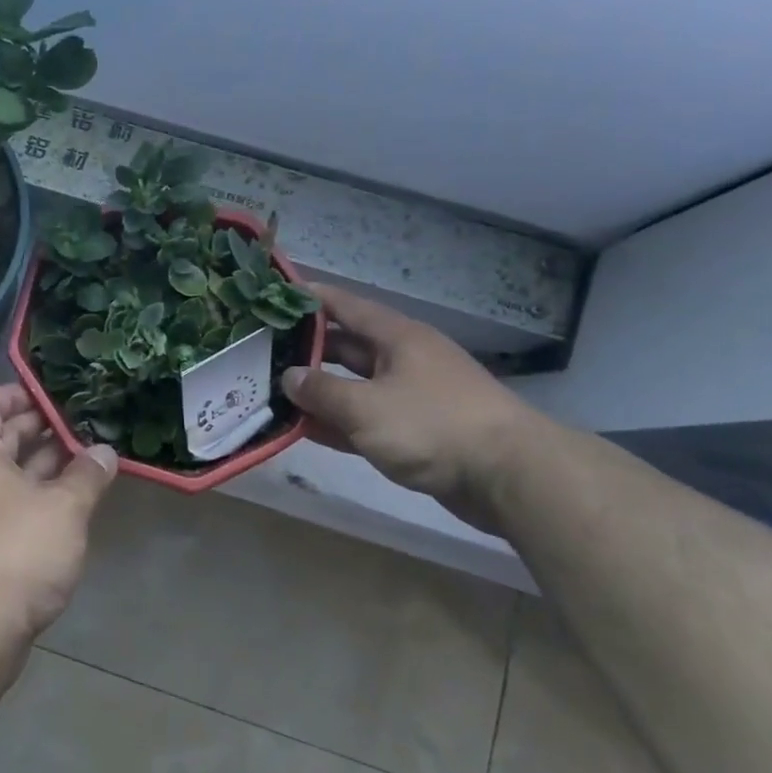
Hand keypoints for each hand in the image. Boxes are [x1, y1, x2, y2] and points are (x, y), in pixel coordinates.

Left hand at [0, 385, 118, 644]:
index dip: (14, 393)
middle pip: (0, 439)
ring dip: (46, 465)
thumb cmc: (17, 552)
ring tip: (88, 457)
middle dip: (39, 429)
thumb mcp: (64, 507)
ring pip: (11, 476)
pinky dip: (41, 497)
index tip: (50, 394)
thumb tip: (104, 452)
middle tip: (81, 423)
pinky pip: (14, 506)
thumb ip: (87, 475)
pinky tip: (75, 502)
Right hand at [280, 284, 538, 532]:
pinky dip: (339, 422)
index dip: (310, 298)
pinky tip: (306, 430)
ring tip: (274, 391)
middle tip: (261, 352)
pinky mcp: (416, 431)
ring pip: (354, 386)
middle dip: (306, 349)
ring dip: (319, 391)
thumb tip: (288, 377)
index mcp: (396, 336)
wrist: (509, 476)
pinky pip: (367, 419)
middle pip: (346, 346)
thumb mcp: (366, 407)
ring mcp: (410, 396)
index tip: (275, 295)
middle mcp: (402, 359)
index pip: (345, 305)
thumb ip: (322, 391)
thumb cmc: (433, 425)